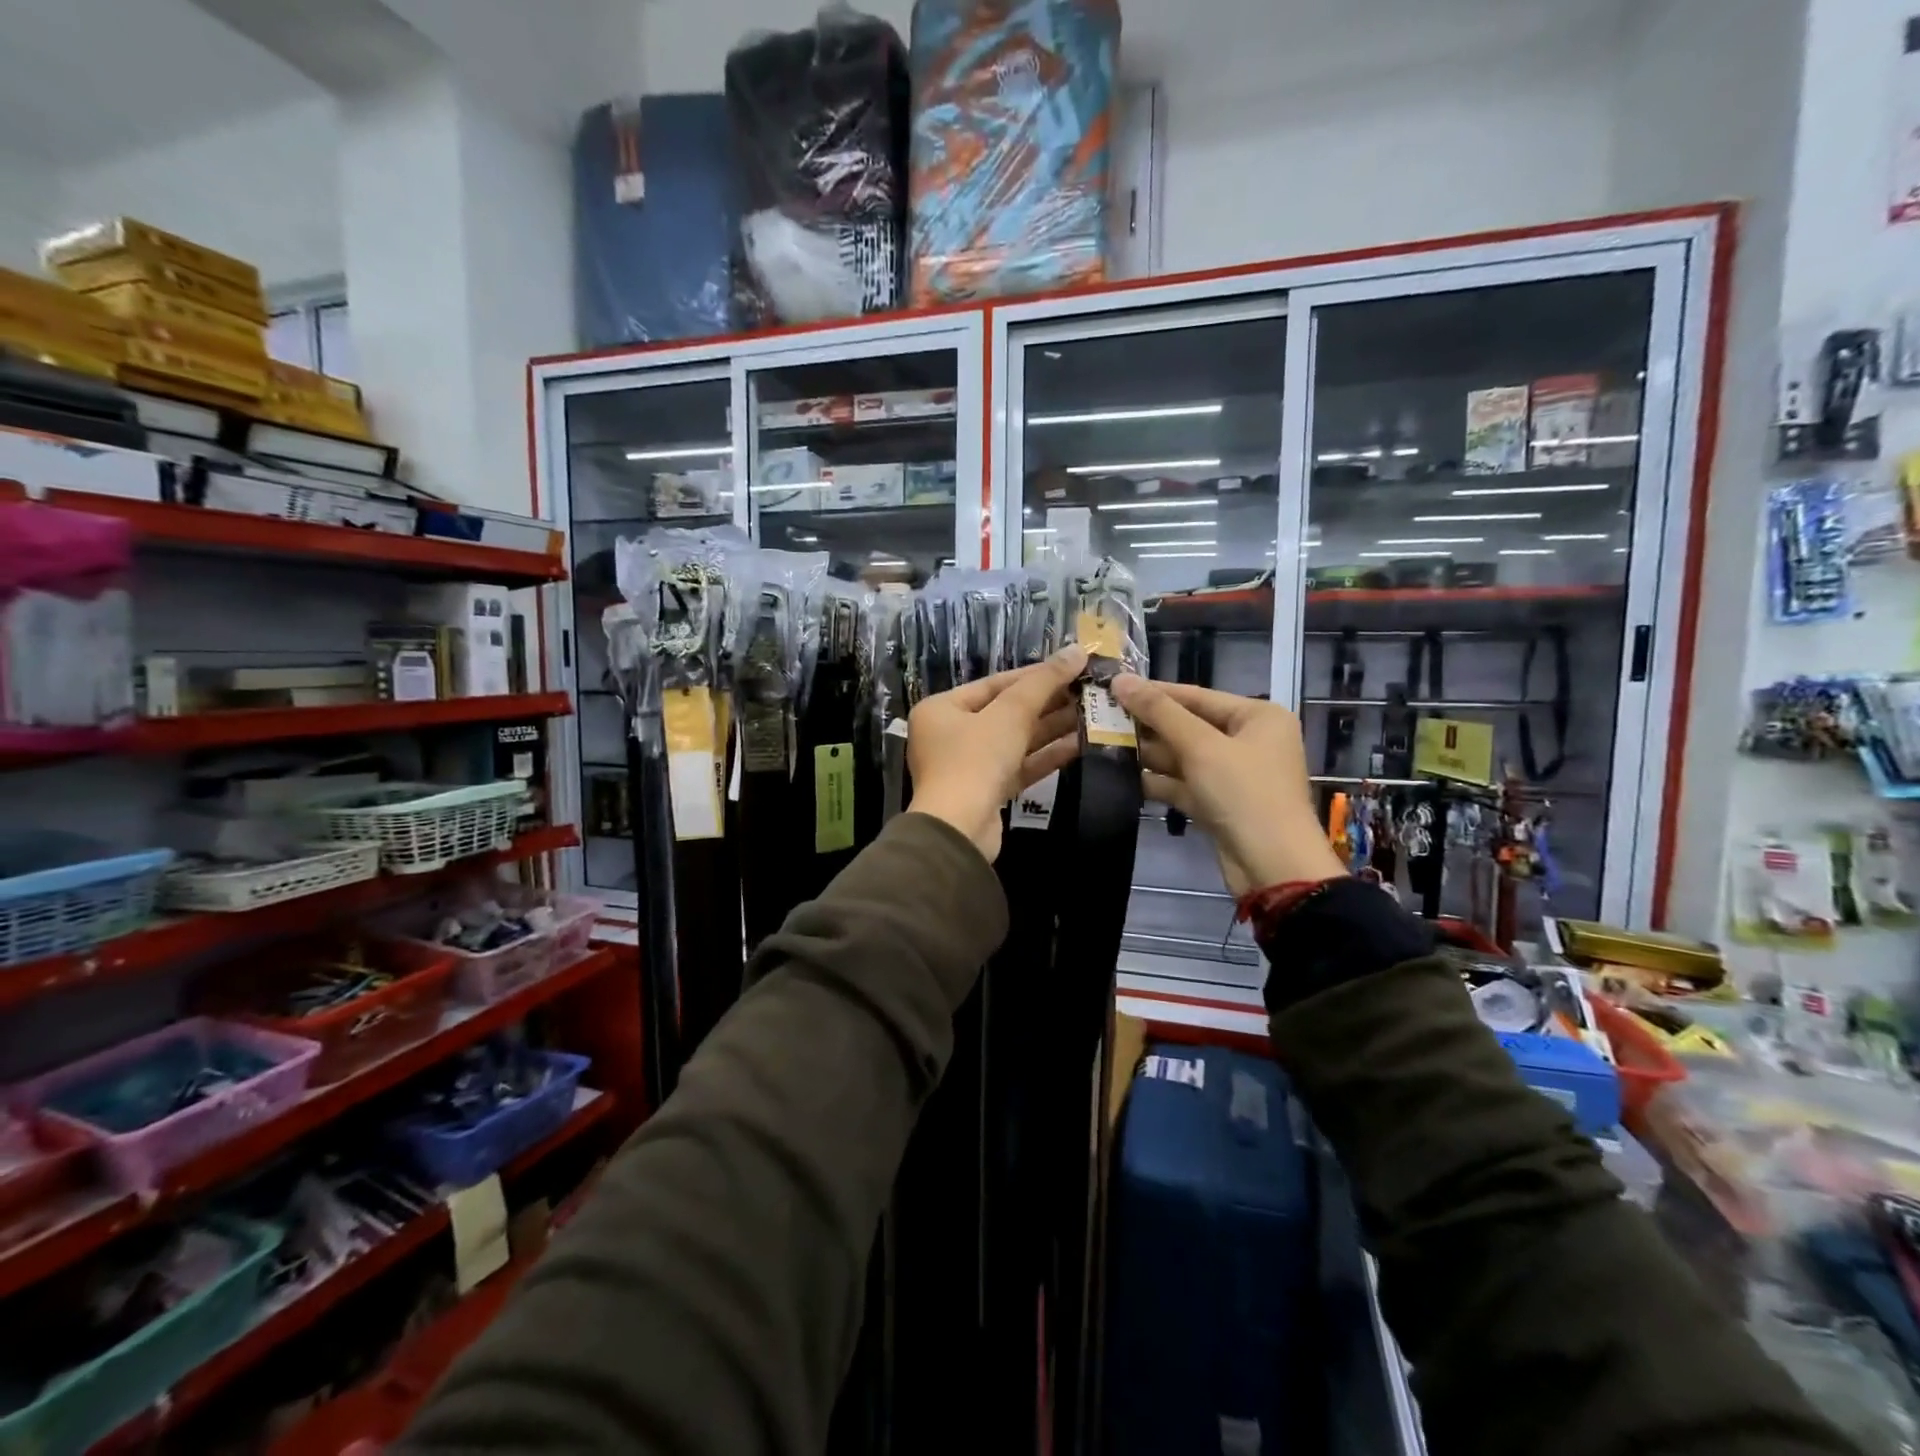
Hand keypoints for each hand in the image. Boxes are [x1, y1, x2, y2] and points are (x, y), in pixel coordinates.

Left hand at [907, 646, 1086, 861]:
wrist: (959, 830)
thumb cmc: (976, 760)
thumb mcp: (1010, 714)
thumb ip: (1043, 682)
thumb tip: (1077, 650)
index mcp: (942, 709)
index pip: (994, 684)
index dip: (1035, 675)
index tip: (1071, 667)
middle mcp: (950, 735)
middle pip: (1006, 712)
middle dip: (1047, 702)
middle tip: (1087, 691)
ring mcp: (969, 766)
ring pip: (1016, 740)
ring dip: (1052, 728)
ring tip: (1092, 713)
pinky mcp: (988, 792)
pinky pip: (1020, 765)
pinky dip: (1046, 755)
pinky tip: (1080, 744)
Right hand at [1111, 676, 1343, 895]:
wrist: (1272, 867)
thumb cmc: (1244, 794)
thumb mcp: (1201, 746)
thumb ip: (1159, 712)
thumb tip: (1120, 679)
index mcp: (1258, 717)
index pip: (1196, 695)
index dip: (1154, 692)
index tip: (1112, 687)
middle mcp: (1248, 740)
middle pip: (1188, 725)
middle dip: (1147, 725)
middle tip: (1101, 718)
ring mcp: (1233, 774)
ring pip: (1183, 755)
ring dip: (1147, 753)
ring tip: (1103, 744)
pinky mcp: (1218, 803)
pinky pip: (1183, 783)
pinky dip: (1157, 780)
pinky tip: (1121, 776)